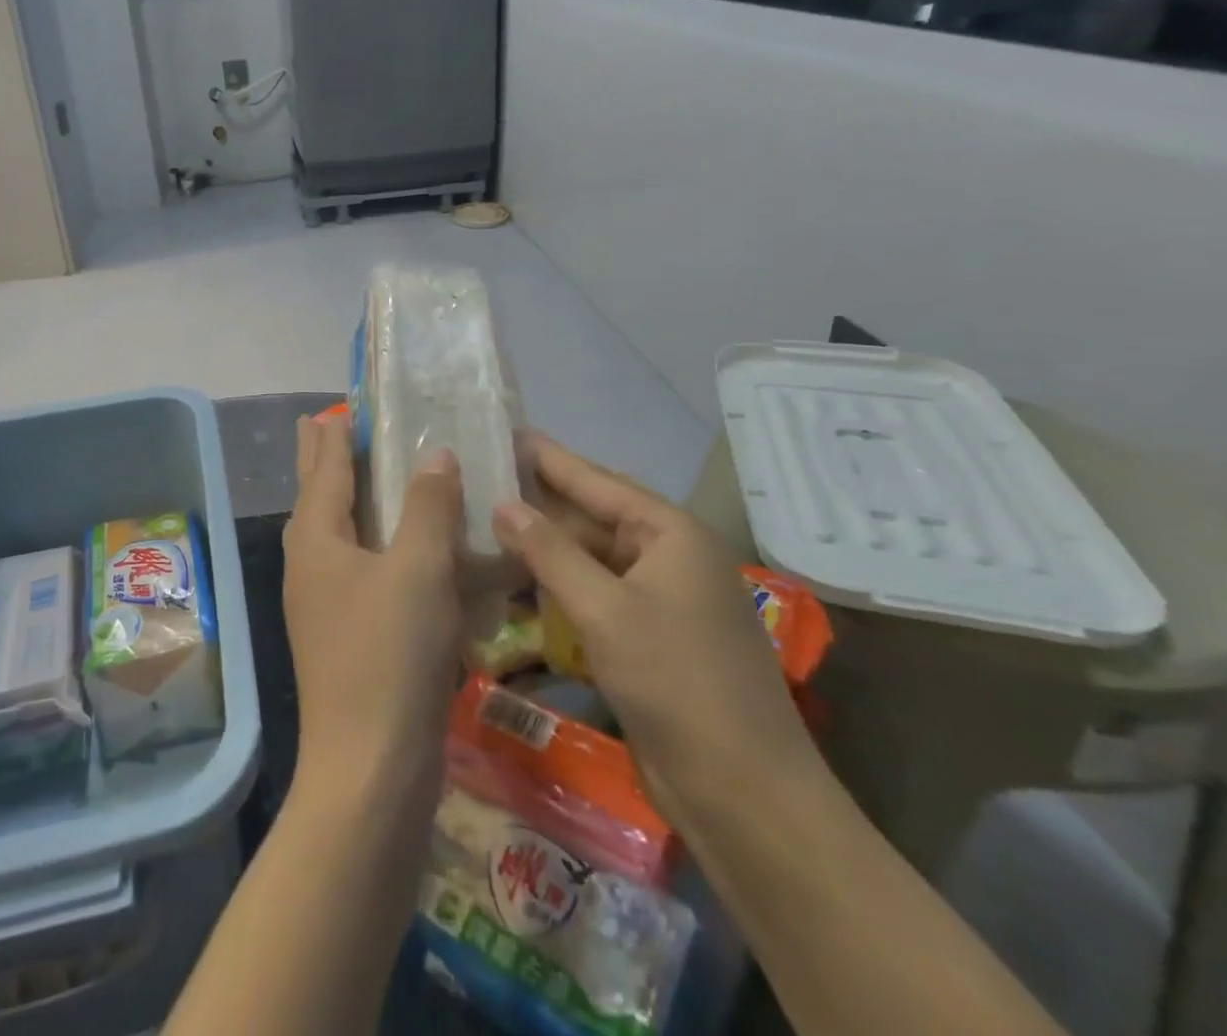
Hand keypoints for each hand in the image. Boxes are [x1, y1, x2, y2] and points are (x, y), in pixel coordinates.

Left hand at [284, 413, 464, 815]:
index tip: (340, 406)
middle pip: (316, 495)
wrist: (371, 768)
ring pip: (336, 532)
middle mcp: (310, 563)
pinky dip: (372, 542)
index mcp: (316, 538)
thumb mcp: (419, 569)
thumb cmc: (390, 654)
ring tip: (364, 475)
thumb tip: (435, 455)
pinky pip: (357, 567)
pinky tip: (397, 548)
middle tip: (324, 423)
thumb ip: (428, 506)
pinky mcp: (344, 634)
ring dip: (347, 498)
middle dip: (322, 458)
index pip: (325, 468)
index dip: (334, 434)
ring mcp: (323, 603)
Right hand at [491, 433, 817, 823]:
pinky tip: (516, 582)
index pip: (597, 481)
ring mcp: (660, 599)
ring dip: (544, 547)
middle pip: (593, 516)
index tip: (506, 432)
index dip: (549, 458)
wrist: (744, 794)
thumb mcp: (606, 610)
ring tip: (487, 525)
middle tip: (483, 479)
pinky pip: (594, 595)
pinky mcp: (649, 637)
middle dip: (540, 502)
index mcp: (671, 534)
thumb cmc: (677, 683)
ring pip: (590, 558)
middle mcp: (668, 557)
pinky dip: (558, 587)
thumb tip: (503, 504)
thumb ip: (551, 552)